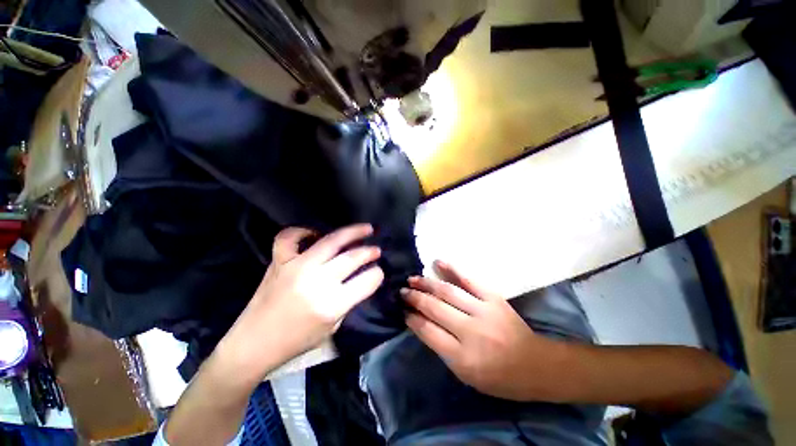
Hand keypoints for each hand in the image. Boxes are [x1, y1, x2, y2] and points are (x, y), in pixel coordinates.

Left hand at [217, 224, 383, 383]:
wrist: (253, 345)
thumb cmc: (297, 341)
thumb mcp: (333, 326)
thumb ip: (349, 299)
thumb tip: (361, 277)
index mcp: (332, 305)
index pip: (367, 281)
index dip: (377, 274)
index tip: (379, 271)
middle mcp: (316, 282)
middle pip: (352, 258)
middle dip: (370, 251)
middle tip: (377, 249)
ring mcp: (296, 268)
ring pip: (331, 241)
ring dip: (352, 232)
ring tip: (365, 228)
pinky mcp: (279, 262)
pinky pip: (290, 237)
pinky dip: (302, 231)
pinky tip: (314, 233)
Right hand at [403, 261, 567, 400]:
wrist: (535, 365)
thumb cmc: (497, 377)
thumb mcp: (465, 374)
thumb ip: (442, 348)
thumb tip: (420, 322)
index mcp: (463, 357)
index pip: (428, 331)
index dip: (412, 319)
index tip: (403, 310)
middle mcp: (470, 331)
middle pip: (435, 308)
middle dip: (415, 298)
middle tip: (402, 291)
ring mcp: (483, 311)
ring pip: (448, 292)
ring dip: (427, 283)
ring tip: (412, 278)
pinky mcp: (493, 298)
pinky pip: (469, 279)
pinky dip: (452, 269)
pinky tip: (438, 262)